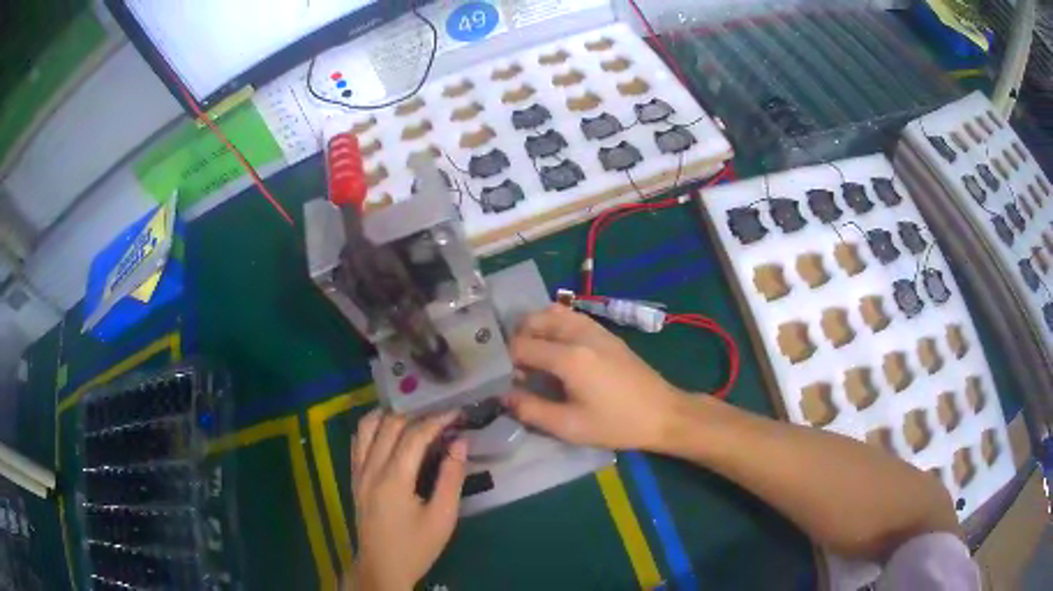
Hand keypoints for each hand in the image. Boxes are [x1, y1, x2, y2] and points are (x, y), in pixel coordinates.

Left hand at [350, 409, 467, 590]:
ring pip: (368, 426)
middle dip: (417, 414)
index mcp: (394, 479)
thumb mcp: (442, 518)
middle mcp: (371, 468)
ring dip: (391, 415)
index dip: (437, 420)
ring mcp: (358, 471)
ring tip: (415, 417)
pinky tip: (388, 431)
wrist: (382, 567)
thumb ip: (451, 478)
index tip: (457, 412)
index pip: (415, 435)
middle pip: (390, 425)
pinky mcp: (354, 477)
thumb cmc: (416, 546)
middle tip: (441, 416)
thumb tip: (459, 443)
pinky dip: (373, 427)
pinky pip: (359, 441)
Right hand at [505, 304, 686, 450]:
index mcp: (569, 357)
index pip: (520, 346)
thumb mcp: (569, 426)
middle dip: (517, 339)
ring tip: (533, 356)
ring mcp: (594, 328)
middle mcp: (579, 334)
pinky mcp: (605, 332)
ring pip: (552, 313)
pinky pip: (570, 317)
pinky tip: (557, 350)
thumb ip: (531, 410)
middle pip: (533, 320)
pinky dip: (554, 325)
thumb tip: (503, 397)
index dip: (505, 362)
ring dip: (535, 328)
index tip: (503, 379)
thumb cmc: (616, 424)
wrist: (663, 413)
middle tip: (516, 367)